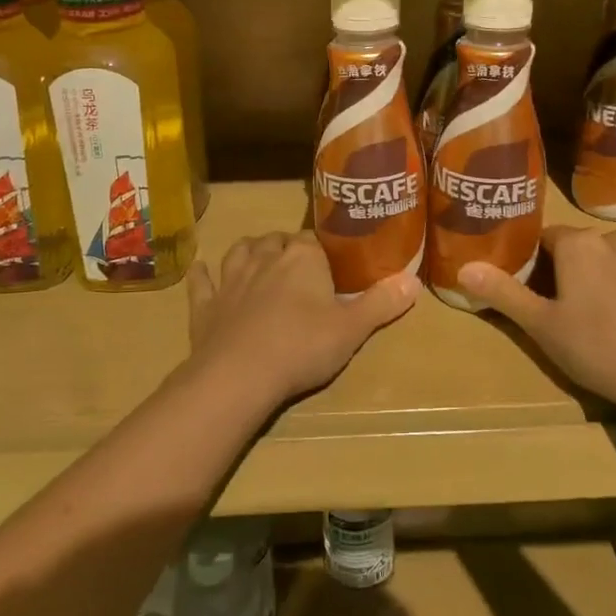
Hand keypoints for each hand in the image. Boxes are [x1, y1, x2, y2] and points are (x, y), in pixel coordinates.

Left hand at [187, 231, 420, 404]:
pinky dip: (203, 276)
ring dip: (248, 252)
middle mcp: (265, 258)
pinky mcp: (205, 305)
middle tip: (296, 265)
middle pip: (275, 241)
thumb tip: (414, 280)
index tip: (329, 264)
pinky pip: (201, 282)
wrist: (239, 376)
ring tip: (257, 258)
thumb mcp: (352, 329)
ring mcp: (230, 279)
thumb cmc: (302, 347)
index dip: (320, 250)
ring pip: (239, 252)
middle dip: (284, 247)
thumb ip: (382, 303)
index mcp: (302, 257)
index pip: (313, 239)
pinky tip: (203, 274)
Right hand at [458, 227, 615, 419]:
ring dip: (596, 278)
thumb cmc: (598, 349)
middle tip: (556, 310)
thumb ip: (503, 292)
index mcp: (579, 244)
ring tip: (593, 318)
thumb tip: (464, 268)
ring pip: (608, 260)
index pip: (543, 239)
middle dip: (563, 271)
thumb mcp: (541, 325)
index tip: (527, 290)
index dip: (531, 263)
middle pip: (576, 248)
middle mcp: (613, 239)